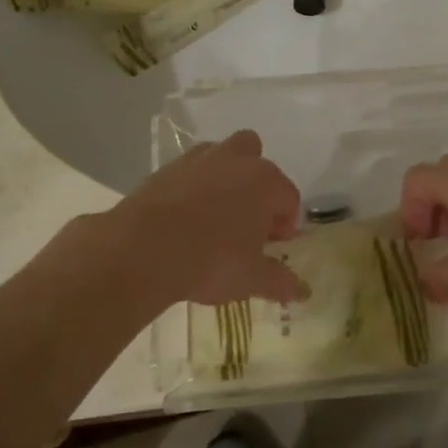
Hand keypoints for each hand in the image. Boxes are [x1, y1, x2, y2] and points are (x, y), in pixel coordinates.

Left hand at [98, 131, 306, 308]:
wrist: (144, 249)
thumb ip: (280, 281)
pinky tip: (185, 217)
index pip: (289, 198)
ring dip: (226, 178)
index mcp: (265, 182)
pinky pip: (191, 170)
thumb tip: (302, 291)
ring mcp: (200, 159)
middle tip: (247, 223)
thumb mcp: (251, 278)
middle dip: (257, 186)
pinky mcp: (168, 167)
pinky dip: (194, 186)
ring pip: (222, 157)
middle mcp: (236, 160)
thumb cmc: (210, 261)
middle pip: (257, 160)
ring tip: (215, 217)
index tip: (271, 247)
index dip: (285, 225)